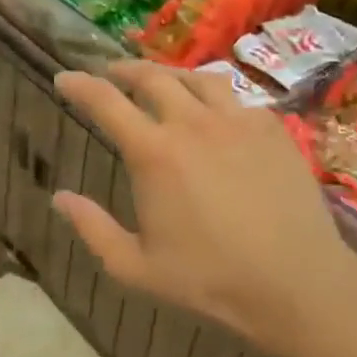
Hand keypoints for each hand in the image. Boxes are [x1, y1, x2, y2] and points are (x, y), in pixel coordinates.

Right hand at [53, 62, 356, 356]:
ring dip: (169, 74)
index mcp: (153, 153)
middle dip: (122, 70)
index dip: (79, 85)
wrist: (296, 286)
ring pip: (196, 78)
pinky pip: (235, 98)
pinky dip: (212, 96)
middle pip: (151, 77)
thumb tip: (59, 197)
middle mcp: (192, 124)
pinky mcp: (272, 130)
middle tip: (109, 73)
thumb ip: (92, 229)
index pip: (105, 102)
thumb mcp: (134, 267)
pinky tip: (213, 112)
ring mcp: (237, 122)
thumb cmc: (209, 279)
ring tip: (160, 81)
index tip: (64, 78)